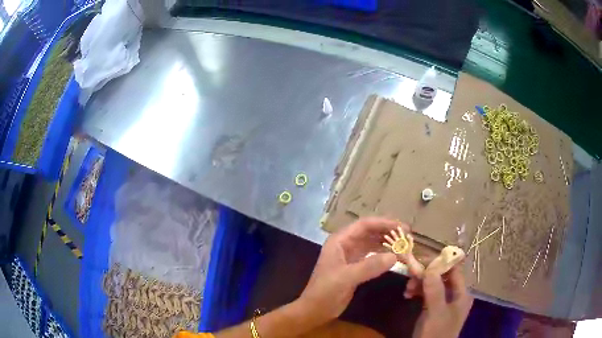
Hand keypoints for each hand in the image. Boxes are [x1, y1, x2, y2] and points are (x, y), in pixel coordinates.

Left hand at [299, 218, 401, 323]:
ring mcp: (350, 256)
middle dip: (388, 232)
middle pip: (370, 232)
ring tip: (404, 245)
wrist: (315, 310)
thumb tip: (395, 256)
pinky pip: (372, 256)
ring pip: (372, 244)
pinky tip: (395, 257)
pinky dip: (384, 255)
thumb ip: (369, 266)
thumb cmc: (325, 292)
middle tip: (408, 236)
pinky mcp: (355, 267)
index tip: (402, 228)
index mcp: (339, 241)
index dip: (384, 223)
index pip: (364, 225)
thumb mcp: (346, 278)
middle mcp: (345, 245)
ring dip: (387, 243)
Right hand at [411, 267, 472, 337]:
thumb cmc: (436, 333)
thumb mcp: (435, 313)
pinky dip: (418, 292)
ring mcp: (444, 302)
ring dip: (420, 283)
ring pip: (433, 284)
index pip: (454, 270)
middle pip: (442, 276)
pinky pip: (427, 294)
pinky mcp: (434, 308)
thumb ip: (435, 290)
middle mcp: (455, 295)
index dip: (440, 263)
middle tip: (410, 275)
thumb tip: (430, 266)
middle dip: (426, 274)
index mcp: (462, 293)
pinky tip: (408, 294)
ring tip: (407, 289)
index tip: (421, 261)